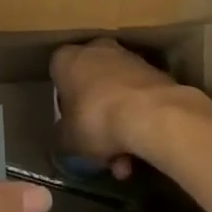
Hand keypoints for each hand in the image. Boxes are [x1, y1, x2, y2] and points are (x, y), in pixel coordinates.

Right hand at [50, 37, 211, 177]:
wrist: (151, 113)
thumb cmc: (96, 119)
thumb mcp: (67, 140)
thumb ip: (62, 135)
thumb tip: (64, 136)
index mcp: (66, 58)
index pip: (58, 76)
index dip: (64, 105)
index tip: (72, 127)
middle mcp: (95, 49)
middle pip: (90, 86)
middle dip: (96, 119)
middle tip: (101, 150)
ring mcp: (127, 58)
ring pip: (116, 94)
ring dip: (119, 125)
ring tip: (126, 163)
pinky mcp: (153, 71)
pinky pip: (137, 98)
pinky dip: (138, 120)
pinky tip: (142, 151)